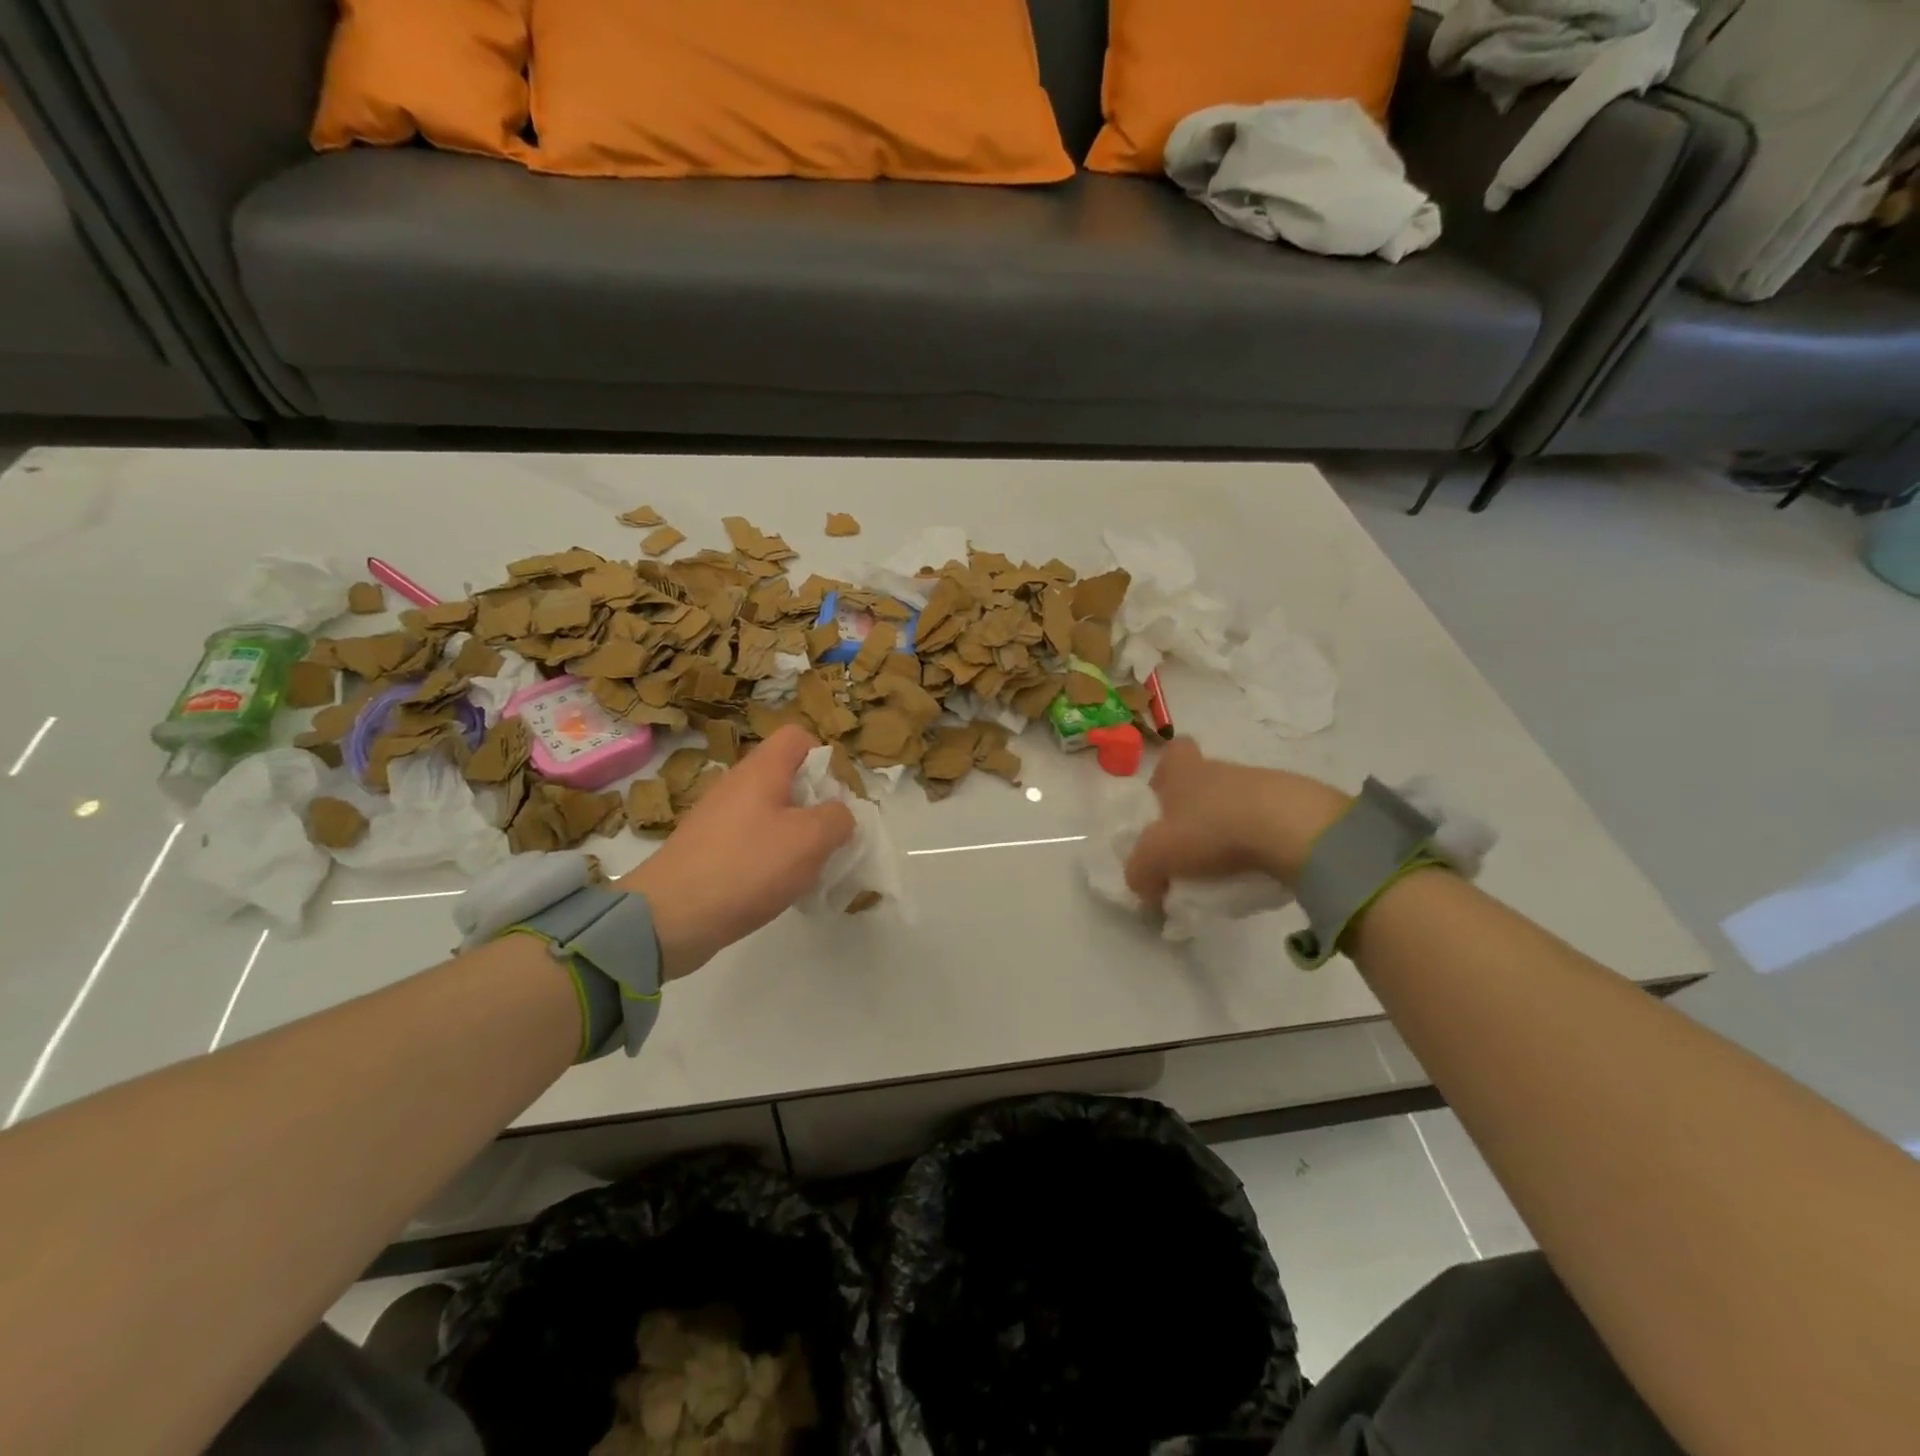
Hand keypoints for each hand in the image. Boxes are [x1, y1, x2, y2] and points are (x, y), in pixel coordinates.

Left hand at [617, 726, 854, 979]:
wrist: (670, 917)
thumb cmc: (747, 867)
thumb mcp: (810, 840)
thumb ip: (838, 819)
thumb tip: (838, 815)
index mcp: (761, 770)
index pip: (797, 736)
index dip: (824, 757)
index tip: (836, 796)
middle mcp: (737, 785)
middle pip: (787, 777)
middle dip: (815, 805)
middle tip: (828, 838)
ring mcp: (718, 818)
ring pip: (771, 813)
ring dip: (796, 836)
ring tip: (808, 869)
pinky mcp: (708, 849)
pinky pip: (751, 841)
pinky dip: (770, 858)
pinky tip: (778, 887)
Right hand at [1124, 738, 1350, 906]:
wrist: (1292, 829)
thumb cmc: (1211, 830)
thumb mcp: (1158, 856)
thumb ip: (1140, 871)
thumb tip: (1142, 885)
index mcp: (1185, 770)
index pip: (1174, 751)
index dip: (1167, 771)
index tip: (1164, 799)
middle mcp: (1222, 769)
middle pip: (1205, 779)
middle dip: (1197, 808)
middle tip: (1190, 845)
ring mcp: (1263, 783)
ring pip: (1238, 801)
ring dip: (1230, 826)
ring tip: (1226, 865)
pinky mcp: (1298, 805)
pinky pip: (1270, 821)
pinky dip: (1261, 841)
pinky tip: (1258, 867)